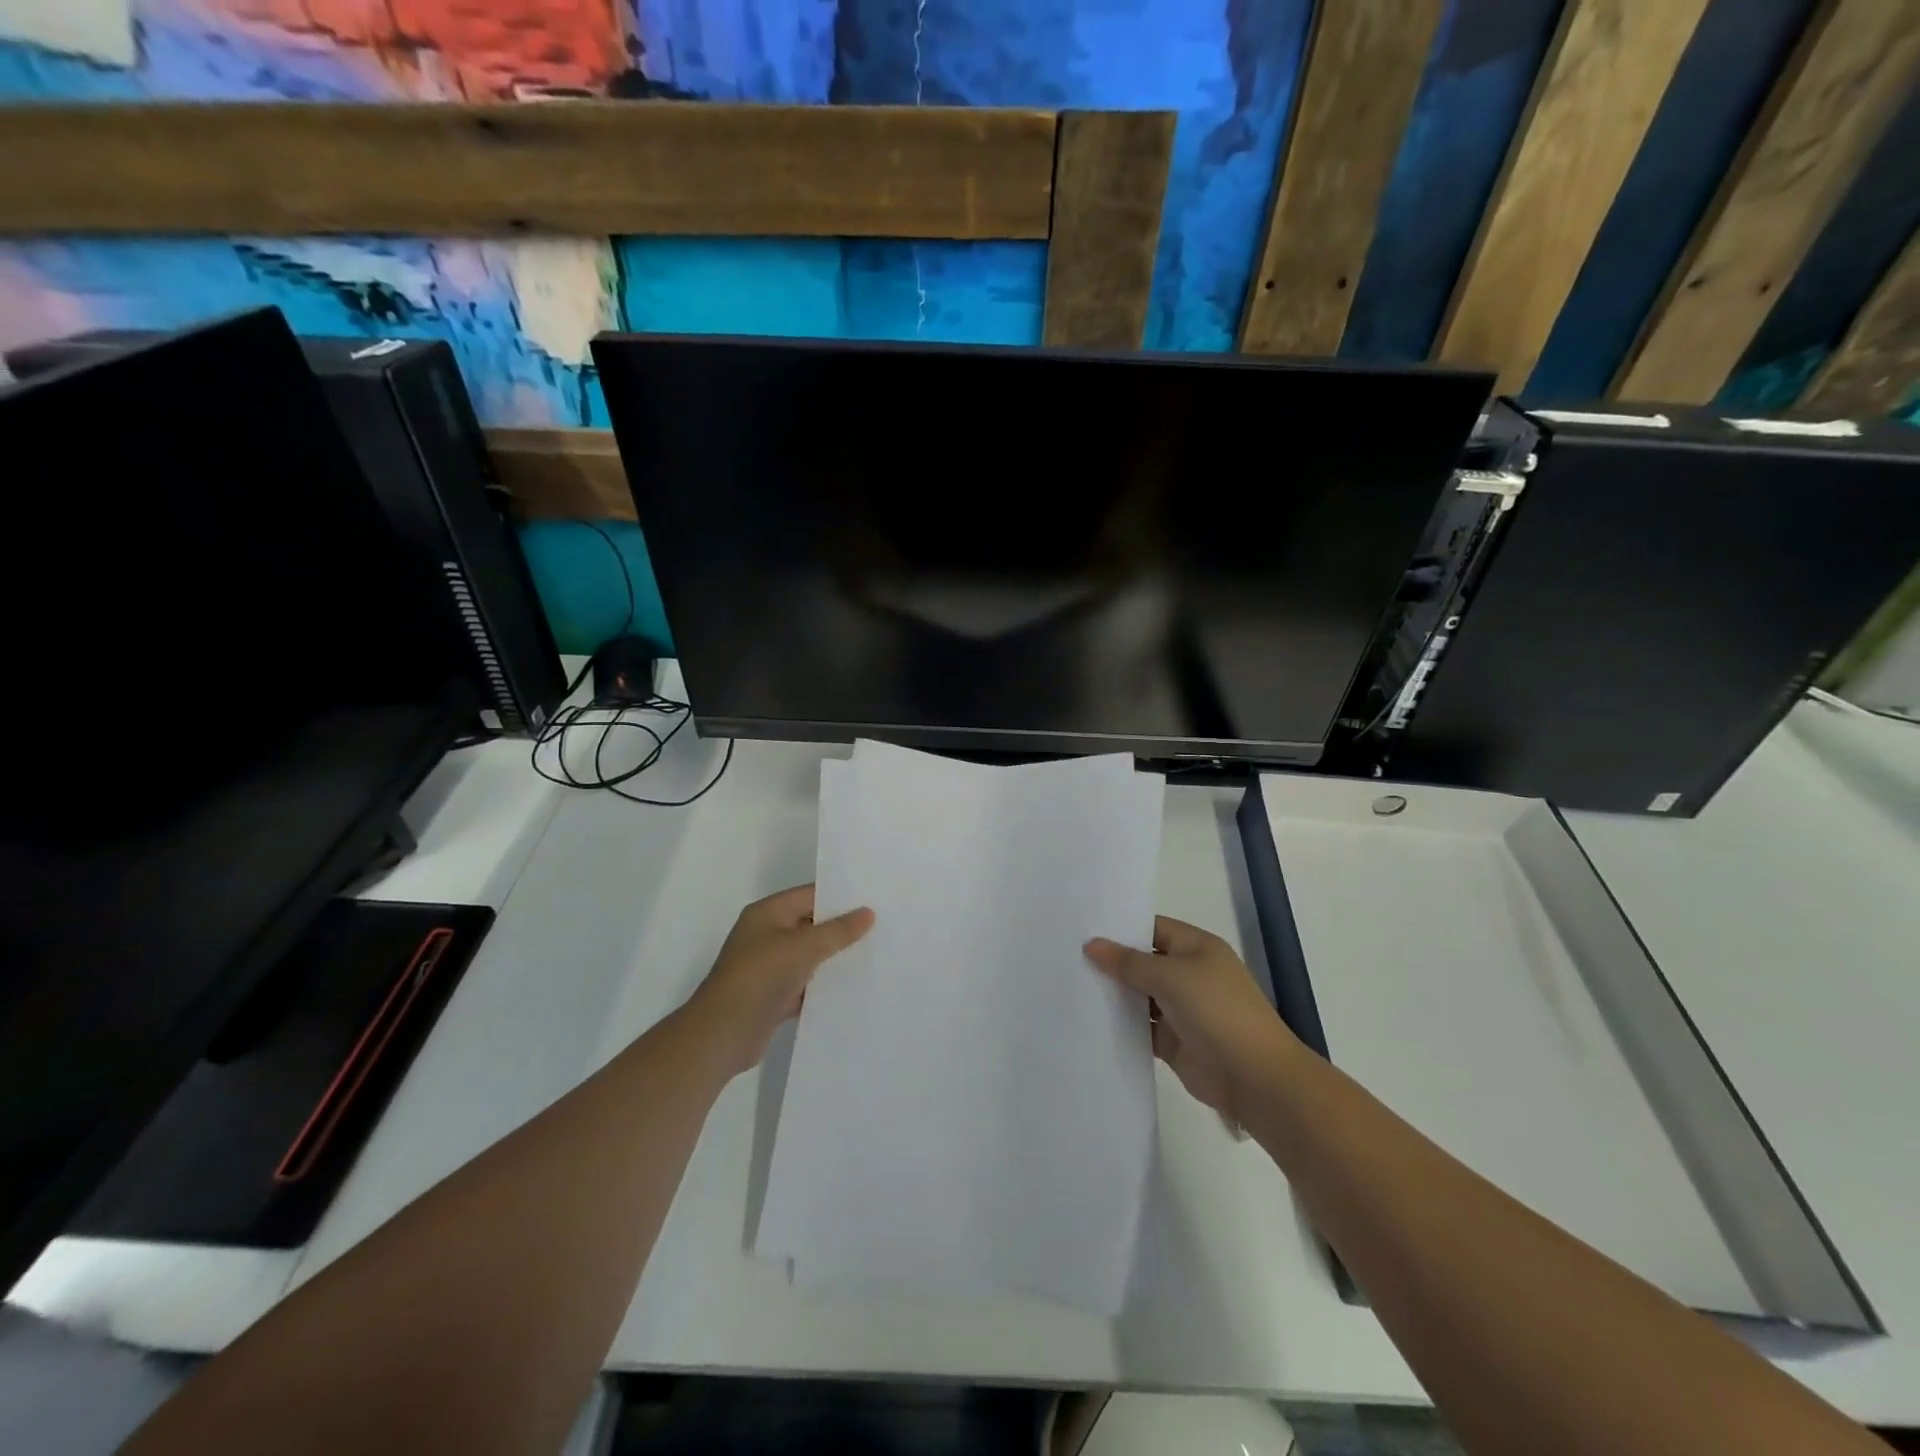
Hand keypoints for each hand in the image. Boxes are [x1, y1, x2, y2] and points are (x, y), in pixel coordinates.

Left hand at [689, 885, 873, 1077]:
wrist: (722, 1034)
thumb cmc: (760, 977)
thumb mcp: (802, 947)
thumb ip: (837, 931)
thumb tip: (868, 912)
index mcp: (768, 913)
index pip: (810, 895)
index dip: (840, 896)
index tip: (874, 899)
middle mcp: (767, 935)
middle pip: (811, 924)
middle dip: (842, 927)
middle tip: (881, 926)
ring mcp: (770, 966)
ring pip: (811, 955)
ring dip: (835, 957)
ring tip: (875, 953)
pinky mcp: (775, 995)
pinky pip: (806, 983)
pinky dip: (825, 984)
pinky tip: (854, 985)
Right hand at [1085, 917, 1293, 1123]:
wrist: (1254, 1077)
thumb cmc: (1216, 1010)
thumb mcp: (1170, 976)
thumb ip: (1128, 962)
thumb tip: (1091, 945)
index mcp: (1196, 947)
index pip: (1152, 928)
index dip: (1121, 928)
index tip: (1082, 928)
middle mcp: (1188, 974)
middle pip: (1143, 962)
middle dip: (1111, 961)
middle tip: (1066, 955)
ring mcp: (1181, 1009)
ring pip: (1139, 996)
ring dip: (1113, 994)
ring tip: (1069, 984)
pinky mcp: (1173, 1040)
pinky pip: (1141, 1027)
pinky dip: (1121, 1025)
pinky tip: (1089, 1019)